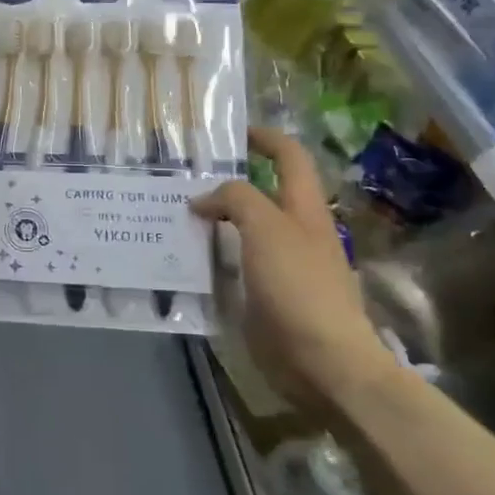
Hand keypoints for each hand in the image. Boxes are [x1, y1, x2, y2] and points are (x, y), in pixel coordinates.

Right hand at [191, 126, 396, 414]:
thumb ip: (236, 200)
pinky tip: (183, 259)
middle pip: (261, 193)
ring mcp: (280, 266)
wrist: (323, 361)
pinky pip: (232, 265)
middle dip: (225, 183)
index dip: (264, 138)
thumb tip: (203, 199)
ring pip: (241, 230)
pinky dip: (209, 256)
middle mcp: (294, 232)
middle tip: (182, 179)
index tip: (231, 132)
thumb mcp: (266, 228)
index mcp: (304, 209)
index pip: (289, 157)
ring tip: (172, 217)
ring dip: (211, 221)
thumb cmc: (299, 286)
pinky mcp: (264, 296)